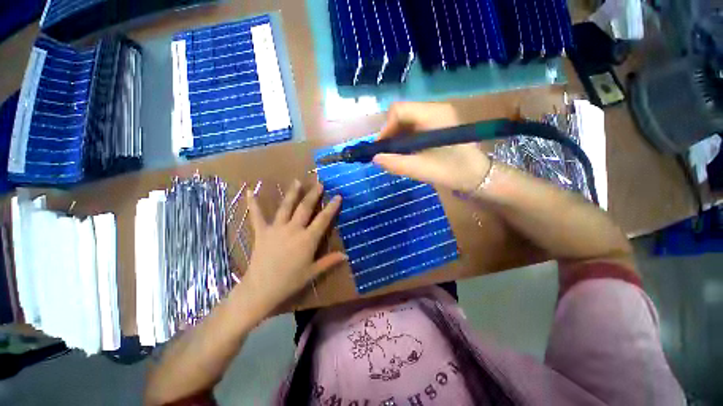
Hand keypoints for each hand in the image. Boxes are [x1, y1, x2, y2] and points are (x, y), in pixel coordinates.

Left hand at [239, 181, 345, 315]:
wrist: (261, 289)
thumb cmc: (290, 281)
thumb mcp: (313, 272)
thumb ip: (329, 261)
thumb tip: (346, 256)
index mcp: (308, 239)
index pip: (323, 219)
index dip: (332, 207)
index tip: (338, 196)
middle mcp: (294, 229)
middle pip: (305, 208)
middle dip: (313, 195)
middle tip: (319, 184)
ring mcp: (277, 228)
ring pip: (286, 207)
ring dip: (292, 193)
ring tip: (297, 181)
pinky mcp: (262, 232)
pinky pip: (256, 215)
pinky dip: (253, 203)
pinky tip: (250, 190)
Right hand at [373, 102, 490, 192]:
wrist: (477, 176)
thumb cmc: (452, 171)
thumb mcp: (421, 169)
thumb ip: (395, 163)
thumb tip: (375, 158)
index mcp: (433, 114)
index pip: (398, 110)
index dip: (386, 129)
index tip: (382, 149)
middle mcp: (435, 109)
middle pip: (401, 114)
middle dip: (390, 134)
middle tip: (387, 154)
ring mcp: (437, 117)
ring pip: (406, 122)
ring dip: (397, 138)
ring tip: (396, 156)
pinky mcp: (437, 125)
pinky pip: (414, 128)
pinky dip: (405, 140)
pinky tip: (406, 153)